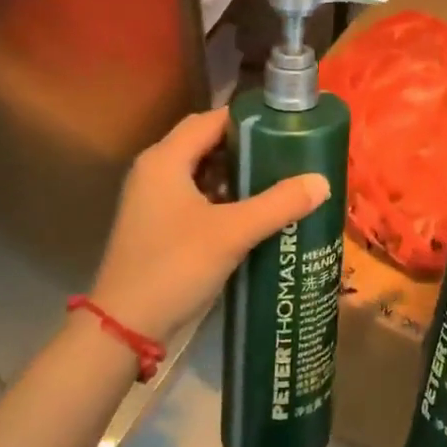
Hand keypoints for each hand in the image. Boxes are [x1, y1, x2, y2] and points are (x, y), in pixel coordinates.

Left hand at [88, 108, 328, 340]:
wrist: (123, 328)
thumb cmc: (175, 266)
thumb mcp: (232, 233)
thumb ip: (278, 204)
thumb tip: (323, 181)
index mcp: (166, 158)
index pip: (211, 119)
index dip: (248, 119)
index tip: (285, 125)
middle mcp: (154, 170)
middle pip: (205, 142)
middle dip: (245, 147)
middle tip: (285, 154)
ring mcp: (151, 199)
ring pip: (200, 171)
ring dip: (234, 174)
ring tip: (275, 181)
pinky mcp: (155, 224)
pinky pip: (193, 195)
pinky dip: (220, 197)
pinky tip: (250, 213)